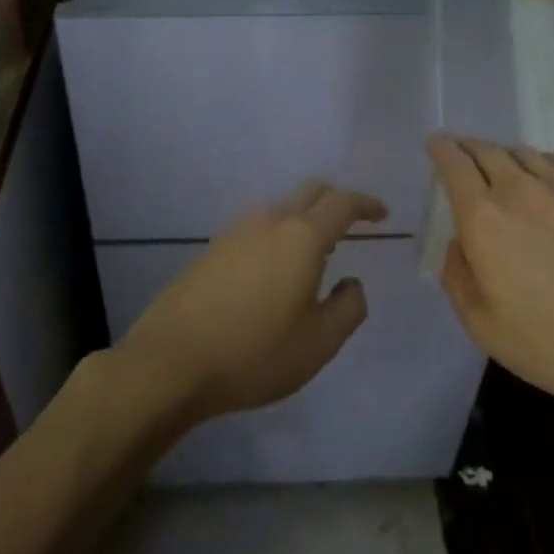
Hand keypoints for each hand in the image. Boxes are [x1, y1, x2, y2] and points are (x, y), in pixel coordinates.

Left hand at [117, 182, 387, 425]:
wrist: (172, 360)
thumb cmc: (254, 353)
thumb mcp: (318, 343)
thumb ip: (348, 308)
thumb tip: (351, 283)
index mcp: (301, 237)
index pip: (341, 203)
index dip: (365, 204)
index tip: (382, 213)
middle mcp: (268, 222)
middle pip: (309, 193)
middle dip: (336, 201)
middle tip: (354, 223)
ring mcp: (235, 232)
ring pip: (281, 209)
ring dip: (305, 219)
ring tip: (317, 252)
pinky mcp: (213, 249)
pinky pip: (257, 229)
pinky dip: (279, 235)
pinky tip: (277, 269)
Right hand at [427, 134, 553, 428]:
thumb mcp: (484, 327)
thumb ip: (458, 276)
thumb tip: (460, 242)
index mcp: (484, 218)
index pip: (453, 164)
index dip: (440, 150)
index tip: (435, 145)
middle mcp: (522, 189)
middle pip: (487, 151)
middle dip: (469, 149)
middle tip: (464, 156)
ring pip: (526, 153)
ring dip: (507, 157)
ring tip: (506, 171)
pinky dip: (546, 163)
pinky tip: (551, 180)